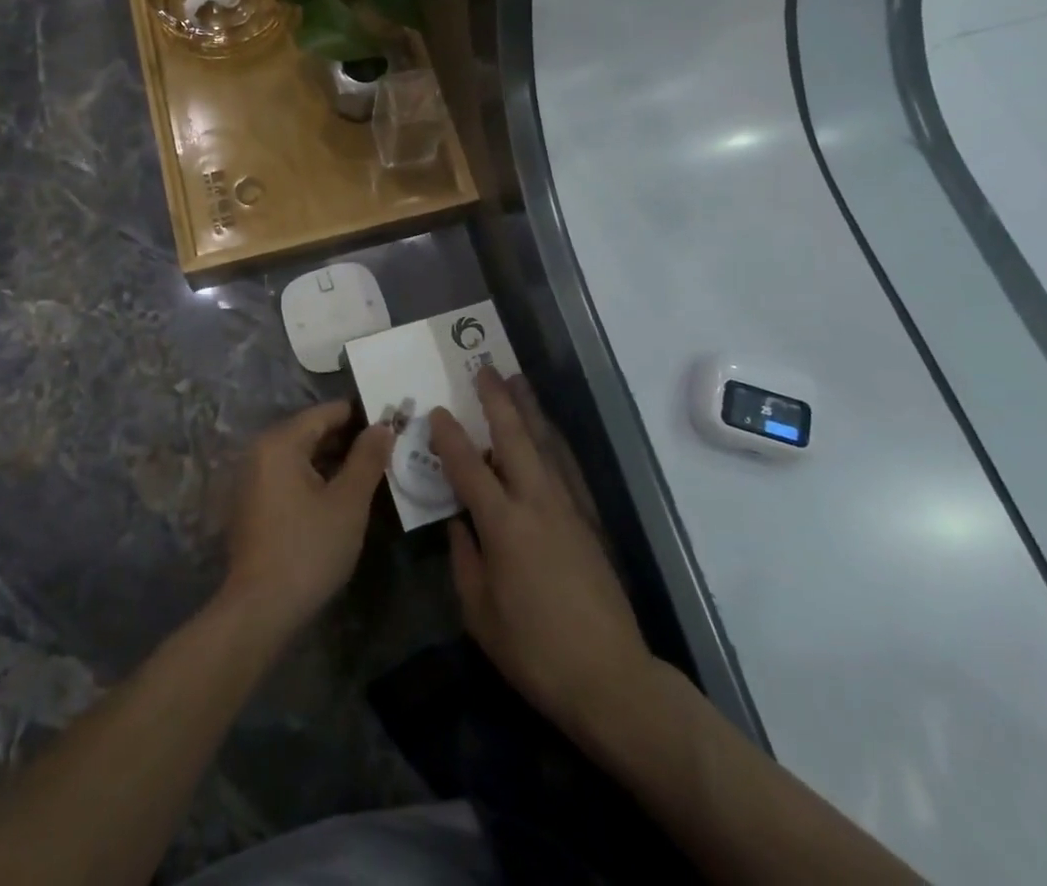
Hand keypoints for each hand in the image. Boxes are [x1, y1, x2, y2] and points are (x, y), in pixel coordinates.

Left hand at [222, 400, 393, 636]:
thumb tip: (382, 426)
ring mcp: (252, 479)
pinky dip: (315, 478)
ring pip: (301, 456)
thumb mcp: (348, 502)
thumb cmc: (308, 548)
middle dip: (348, 439)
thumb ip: (368, 458)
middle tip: (386, 449)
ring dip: (333, 460)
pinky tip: (341, 495)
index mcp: (280, 442)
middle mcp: (260, 452)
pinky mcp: (252, 504)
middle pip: (311, 432)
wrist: (260, 610)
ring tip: (370, 471)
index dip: (360, 415)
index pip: (325, 413)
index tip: (391, 422)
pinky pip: (289, 476)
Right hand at [430, 370, 656, 741]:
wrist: (609, 677)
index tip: (436, 411)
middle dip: (497, 401)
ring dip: (529, 410)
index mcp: (504, 526)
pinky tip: (548, 432)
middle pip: (515, 439)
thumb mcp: (480, 613)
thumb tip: (460, 523)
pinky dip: (554, 441)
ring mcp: (568, 509)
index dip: (450, 437)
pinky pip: (567, 468)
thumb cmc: (534, 651)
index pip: (469, 469)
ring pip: (545, 445)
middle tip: (485, 369)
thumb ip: (464, 560)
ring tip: (517, 381)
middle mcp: (537, 504)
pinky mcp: (588, 521)